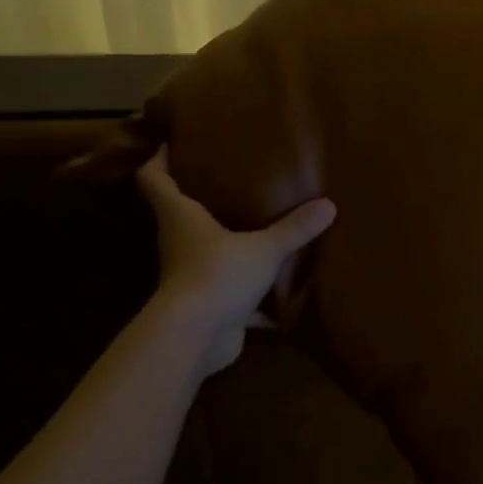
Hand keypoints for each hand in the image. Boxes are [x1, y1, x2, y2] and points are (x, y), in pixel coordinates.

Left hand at [136, 148, 336, 374]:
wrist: (196, 339)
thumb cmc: (217, 275)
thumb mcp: (264, 248)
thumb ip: (294, 228)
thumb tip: (329, 205)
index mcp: (180, 217)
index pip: (153, 179)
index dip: (158, 160)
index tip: (172, 143)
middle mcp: (179, 242)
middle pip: (180, 212)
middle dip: (200, 196)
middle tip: (230, 176)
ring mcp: (191, 275)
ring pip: (206, 250)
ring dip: (226, 240)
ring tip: (257, 220)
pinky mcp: (207, 305)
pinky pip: (230, 289)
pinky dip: (249, 287)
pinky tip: (277, 285)